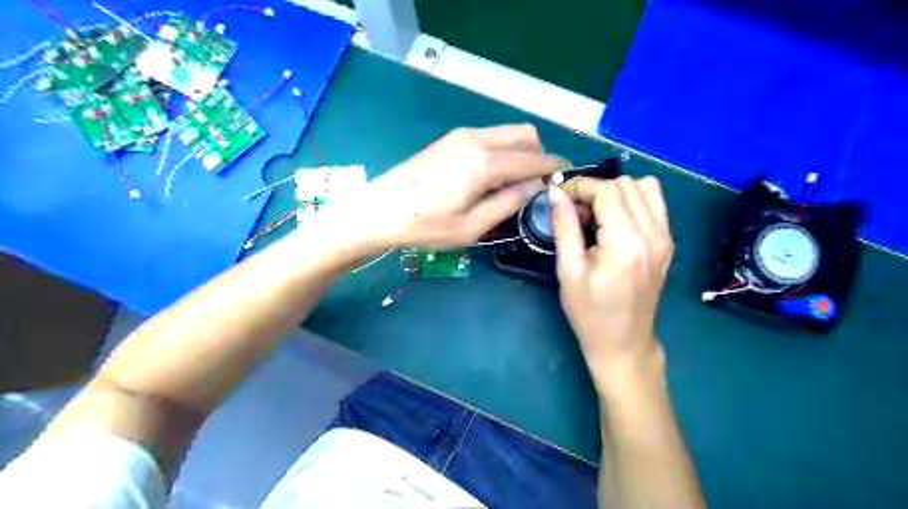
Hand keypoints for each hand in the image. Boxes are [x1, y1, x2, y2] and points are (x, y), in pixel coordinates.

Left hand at [326, 126, 565, 252]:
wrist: (380, 210)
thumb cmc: (426, 226)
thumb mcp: (471, 227)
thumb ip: (508, 203)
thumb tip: (535, 187)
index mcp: (485, 164)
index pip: (534, 159)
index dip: (555, 167)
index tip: (567, 178)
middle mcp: (478, 140)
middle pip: (526, 134)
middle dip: (540, 155)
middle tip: (537, 183)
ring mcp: (463, 135)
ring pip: (508, 132)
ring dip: (521, 151)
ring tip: (515, 182)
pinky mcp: (451, 138)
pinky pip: (491, 136)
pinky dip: (503, 149)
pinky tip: (492, 175)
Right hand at [546, 176, 672, 393]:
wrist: (624, 342)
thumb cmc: (589, 312)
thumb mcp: (568, 270)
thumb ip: (564, 227)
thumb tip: (555, 192)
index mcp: (626, 243)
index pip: (607, 191)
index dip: (580, 187)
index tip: (560, 198)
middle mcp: (653, 234)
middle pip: (626, 184)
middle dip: (596, 190)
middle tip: (575, 213)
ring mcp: (665, 237)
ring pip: (644, 187)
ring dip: (616, 193)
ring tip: (596, 216)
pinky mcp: (668, 242)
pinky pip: (654, 203)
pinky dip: (632, 201)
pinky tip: (614, 223)